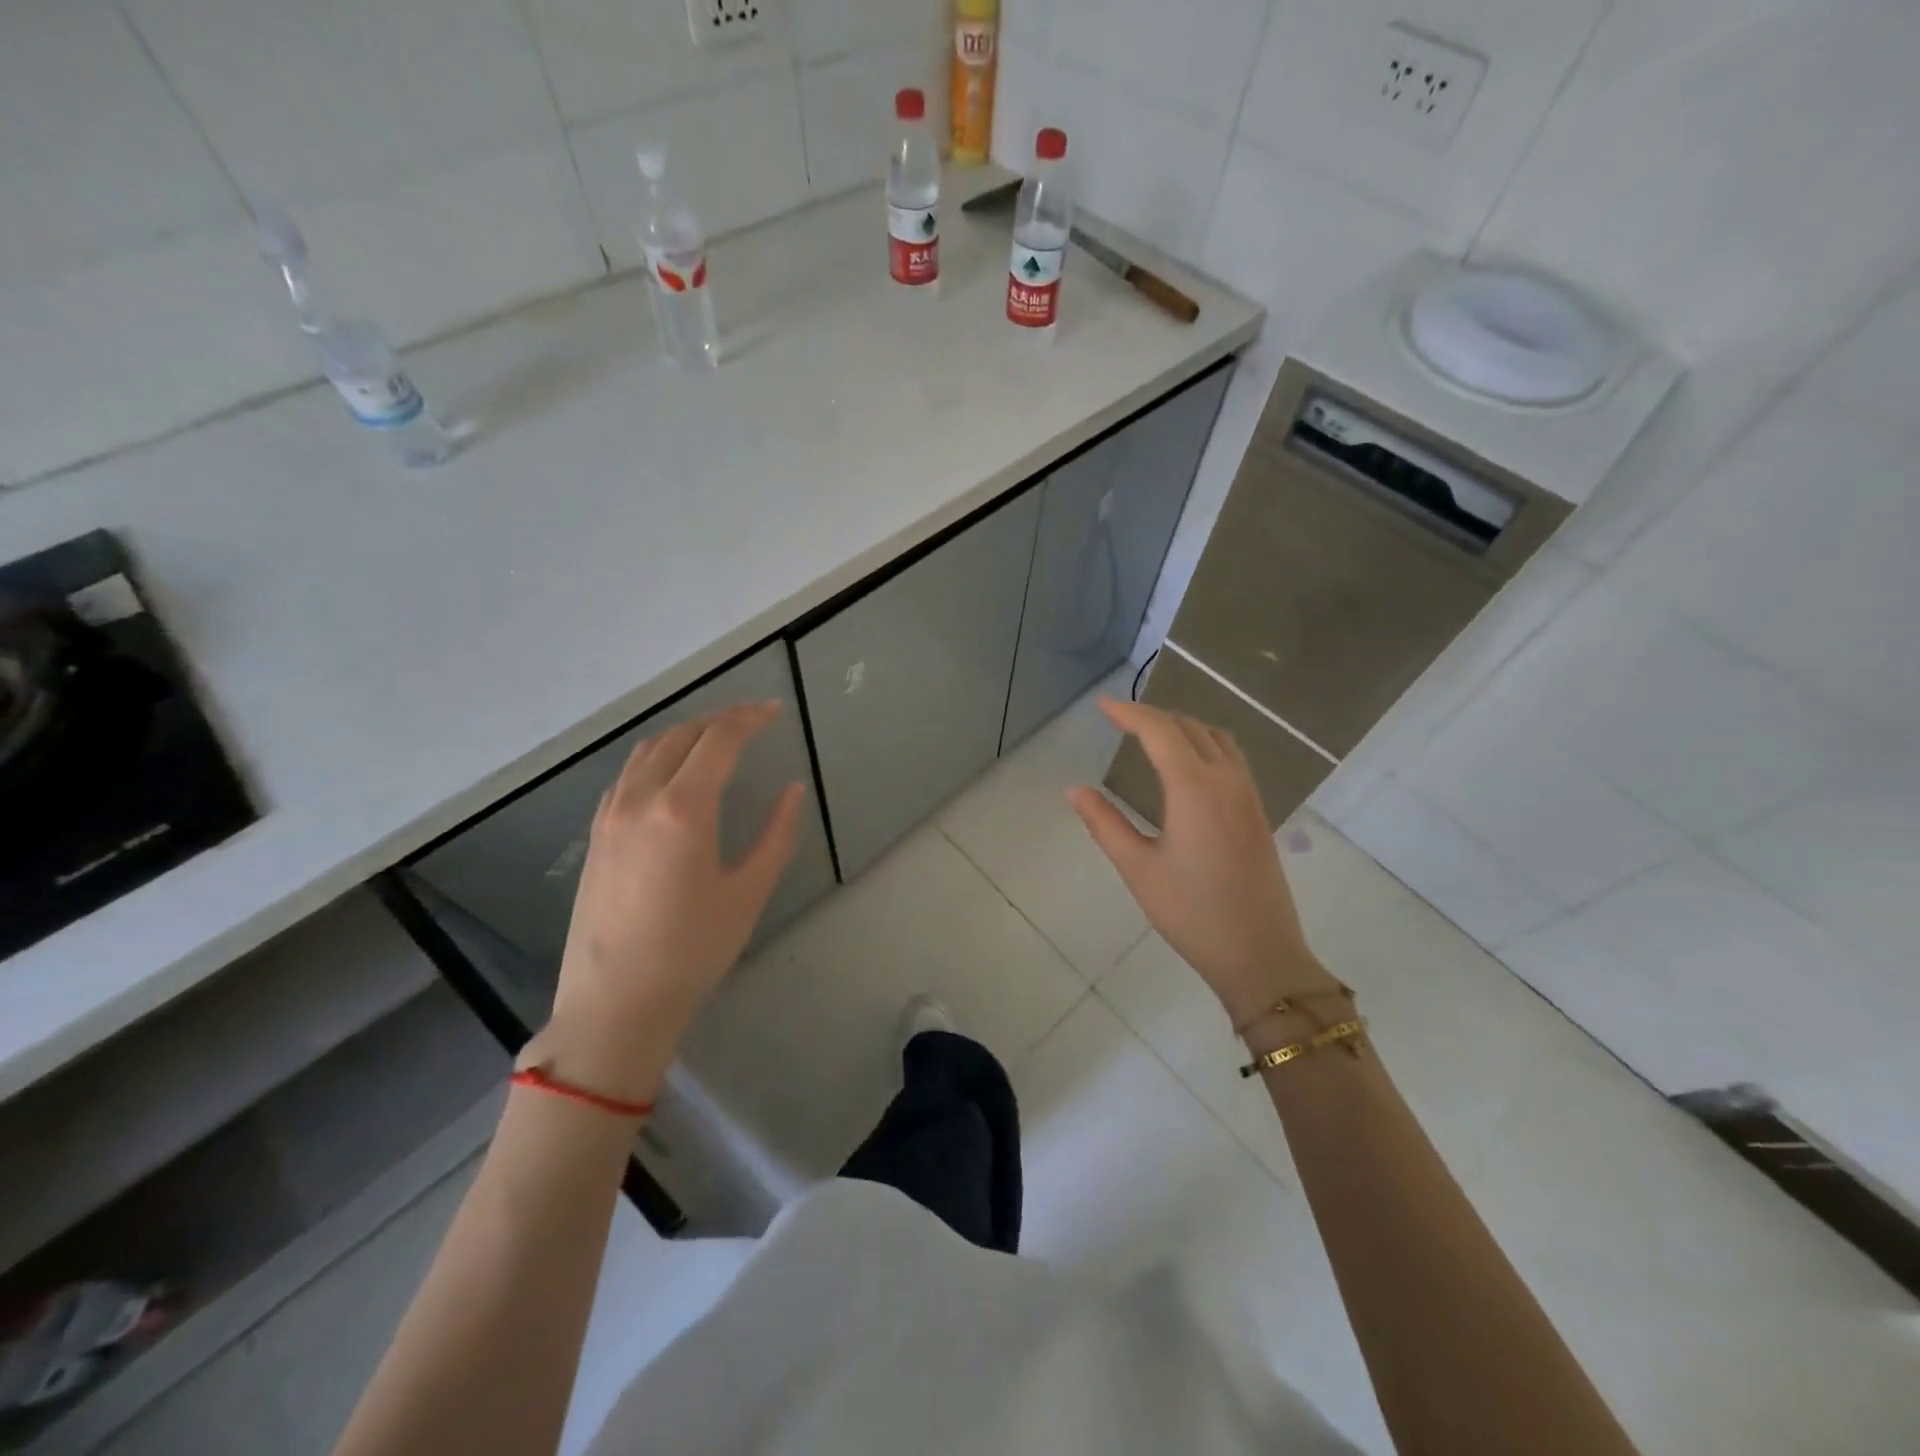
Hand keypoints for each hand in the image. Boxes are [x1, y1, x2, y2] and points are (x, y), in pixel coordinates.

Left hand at [534, 703, 803, 1101]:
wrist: (614, 1005)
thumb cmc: (692, 951)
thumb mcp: (748, 893)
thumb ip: (776, 834)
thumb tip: (790, 790)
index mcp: (683, 809)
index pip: (719, 740)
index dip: (749, 718)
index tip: (774, 712)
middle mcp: (641, 799)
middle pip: (681, 735)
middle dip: (720, 720)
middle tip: (753, 721)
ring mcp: (611, 815)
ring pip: (648, 750)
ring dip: (686, 734)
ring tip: (717, 740)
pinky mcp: (596, 835)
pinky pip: (628, 775)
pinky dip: (657, 757)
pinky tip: (673, 775)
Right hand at [1068, 697, 1335, 1027]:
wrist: (1259, 953)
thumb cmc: (1191, 913)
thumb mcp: (1137, 868)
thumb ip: (1104, 824)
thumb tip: (1074, 791)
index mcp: (1194, 788)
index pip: (1159, 731)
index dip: (1129, 713)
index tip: (1102, 705)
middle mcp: (1226, 780)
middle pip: (1189, 727)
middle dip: (1153, 716)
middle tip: (1119, 719)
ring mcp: (1248, 795)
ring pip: (1216, 738)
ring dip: (1182, 726)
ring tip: (1152, 734)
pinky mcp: (1258, 812)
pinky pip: (1231, 757)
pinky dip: (1204, 743)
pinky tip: (1188, 764)